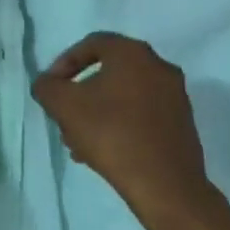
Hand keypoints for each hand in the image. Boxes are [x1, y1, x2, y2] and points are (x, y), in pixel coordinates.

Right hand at [32, 32, 206, 217]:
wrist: (166, 185)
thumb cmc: (112, 134)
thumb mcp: (64, 106)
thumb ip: (47, 87)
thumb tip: (47, 84)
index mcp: (133, 53)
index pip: (91, 44)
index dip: (65, 63)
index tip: (52, 88)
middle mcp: (159, 67)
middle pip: (107, 72)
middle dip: (80, 94)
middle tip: (64, 117)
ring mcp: (175, 96)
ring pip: (123, 96)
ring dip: (97, 113)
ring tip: (78, 143)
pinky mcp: (182, 124)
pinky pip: (141, 115)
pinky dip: (119, 125)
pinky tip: (103, 152)